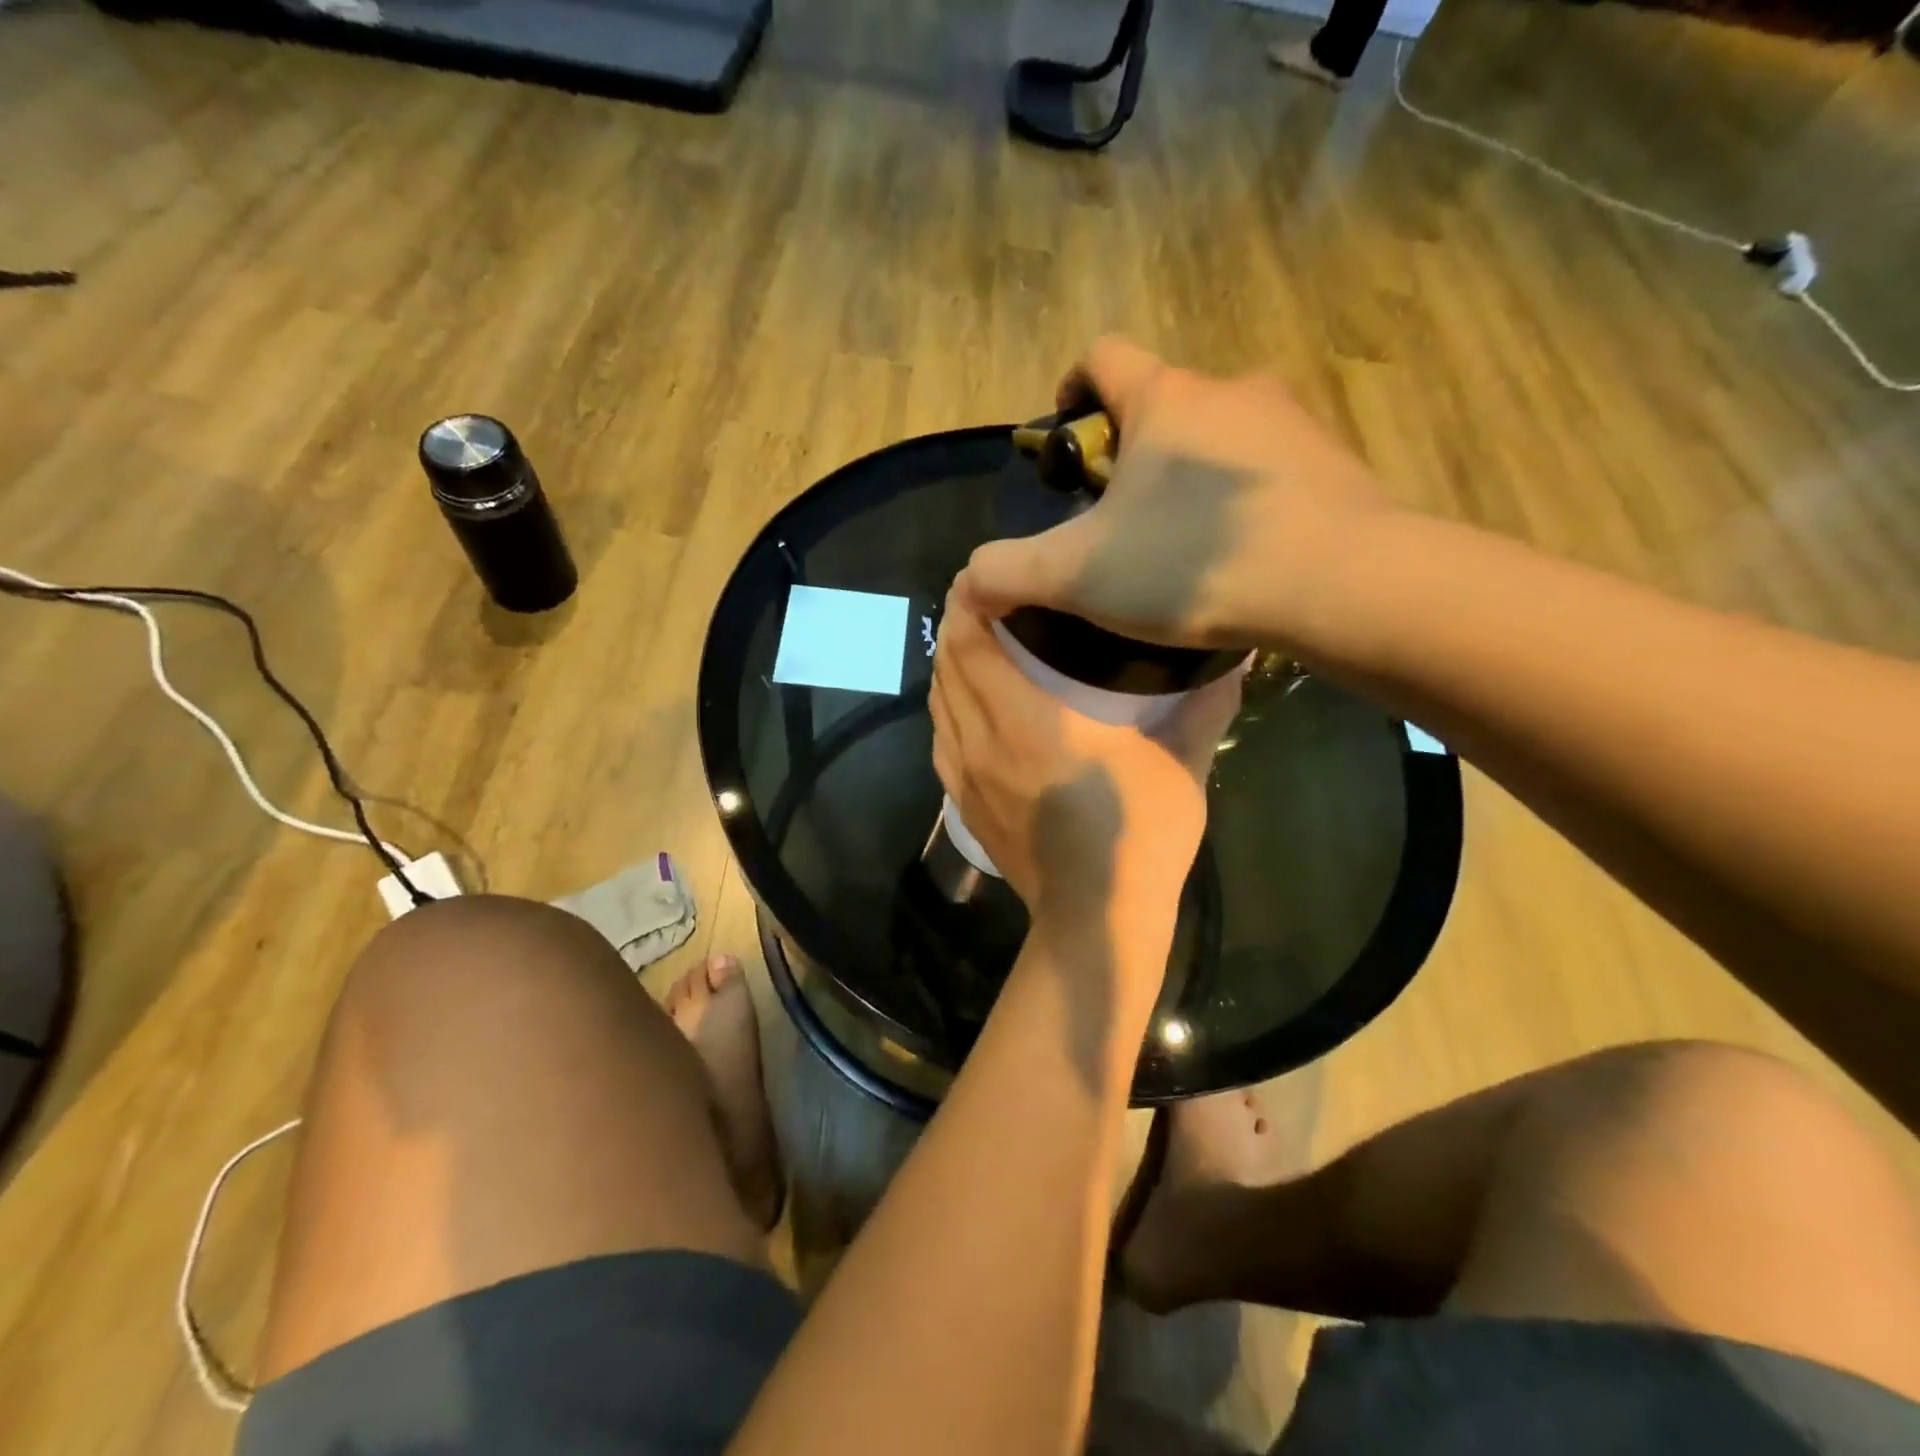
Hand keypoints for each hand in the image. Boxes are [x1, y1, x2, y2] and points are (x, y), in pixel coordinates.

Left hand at [930, 595, 1243, 956]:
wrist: (1095, 920)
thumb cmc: (1137, 837)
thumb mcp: (1179, 766)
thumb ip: (1202, 707)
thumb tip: (1235, 659)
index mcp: (1024, 721)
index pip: (971, 644)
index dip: (968, 602)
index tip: (982, 576)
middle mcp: (981, 741)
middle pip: (948, 667)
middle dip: (957, 626)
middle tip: (986, 601)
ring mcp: (964, 776)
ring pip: (938, 704)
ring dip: (950, 667)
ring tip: (976, 644)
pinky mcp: (962, 804)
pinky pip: (941, 740)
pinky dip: (948, 710)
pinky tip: (970, 706)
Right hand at [960, 337, 1391, 654]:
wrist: (1339, 582)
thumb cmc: (1190, 563)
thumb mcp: (1078, 575)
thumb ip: (1008, 572)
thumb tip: (966, 583)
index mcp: (1164, 399)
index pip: (1103, 355)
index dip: (1073, 387)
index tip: (1068, 435)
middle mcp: (1229, 390)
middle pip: (1164, 402)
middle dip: (1133, 451)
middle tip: (1120, 519)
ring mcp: (1290, 424)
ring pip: (1220, 437)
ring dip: (1191, 477)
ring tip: (1180, 546)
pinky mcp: (1333, 465)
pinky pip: (1268, 471)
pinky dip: (1241, 502)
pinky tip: (1238, 557)